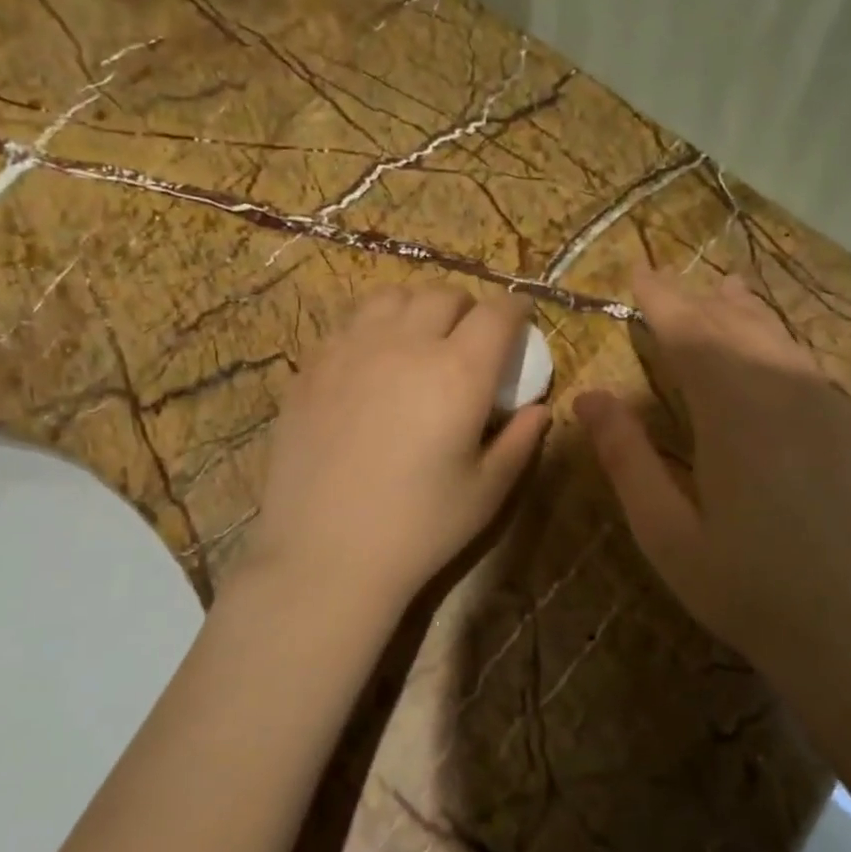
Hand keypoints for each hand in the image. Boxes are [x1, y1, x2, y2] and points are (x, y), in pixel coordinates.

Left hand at [237, 286, 550, 623]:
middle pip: (443, 295)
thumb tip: (539, 409)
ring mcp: (350, 350)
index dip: (515, 309)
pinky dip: (372, 328)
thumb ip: (519, 441)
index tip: (521, 320)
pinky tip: (371, 363)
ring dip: (416, 308)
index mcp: (458, 372)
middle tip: (470, 338)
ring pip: (391, 297)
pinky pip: (348, 324)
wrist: (325, 556)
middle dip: (467, 308)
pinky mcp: (312, 368)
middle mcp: (405, 345)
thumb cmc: (419, 529)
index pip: (496, 313)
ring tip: (418, 339)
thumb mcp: (487, 492)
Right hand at [575, 265, 850, 696]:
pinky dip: (782, 348)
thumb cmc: (747, 589)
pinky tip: (777, 355)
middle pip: (737, 327)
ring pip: (782, 342)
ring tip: (726, 289)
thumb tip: (589, 397)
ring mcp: (834, 412)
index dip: (661, 299)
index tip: (638, 272)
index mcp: (734, 414)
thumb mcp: (666, 532)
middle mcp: (787, 395)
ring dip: (746, 313)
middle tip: (672, 280)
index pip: (690, 334)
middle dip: (698, 300)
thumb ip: (626, 458)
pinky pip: (812, 372)